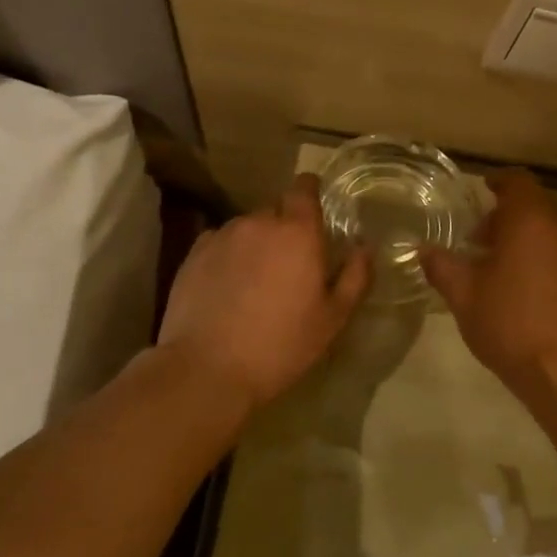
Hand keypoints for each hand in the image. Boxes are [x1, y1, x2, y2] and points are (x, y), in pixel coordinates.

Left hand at [158, 174, 370, 411]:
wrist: (207, 369)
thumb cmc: (281, 345)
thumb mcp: (333, 319)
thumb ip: (355, 277)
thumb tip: (364, 247)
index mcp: (298, 232)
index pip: (304, 188)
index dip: (310, 192)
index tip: (315, 209)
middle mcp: (258, 222)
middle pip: (276, 210)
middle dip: (285, 227)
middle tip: (291, 262)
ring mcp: (222, 236)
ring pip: (247, 227)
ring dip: (256, 243)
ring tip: (257, 280)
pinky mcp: (193, 255)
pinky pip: (220, 243)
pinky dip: (229, 255)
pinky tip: (228, 287)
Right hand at [421, 169, 556, 388]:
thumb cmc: (509, 321)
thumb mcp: (463, 293)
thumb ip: (441, 265)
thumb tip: (423, 249)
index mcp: (528, 221)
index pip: (518, 181)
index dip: (498, 180)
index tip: (478, 190)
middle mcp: (556, 230)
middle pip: (531, 205)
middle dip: (502, 214)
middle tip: (472, 234)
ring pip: (543, 230)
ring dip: (516, 236)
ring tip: (485, 262)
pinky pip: (552, 252)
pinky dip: (531, 255)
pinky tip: (508, 285)